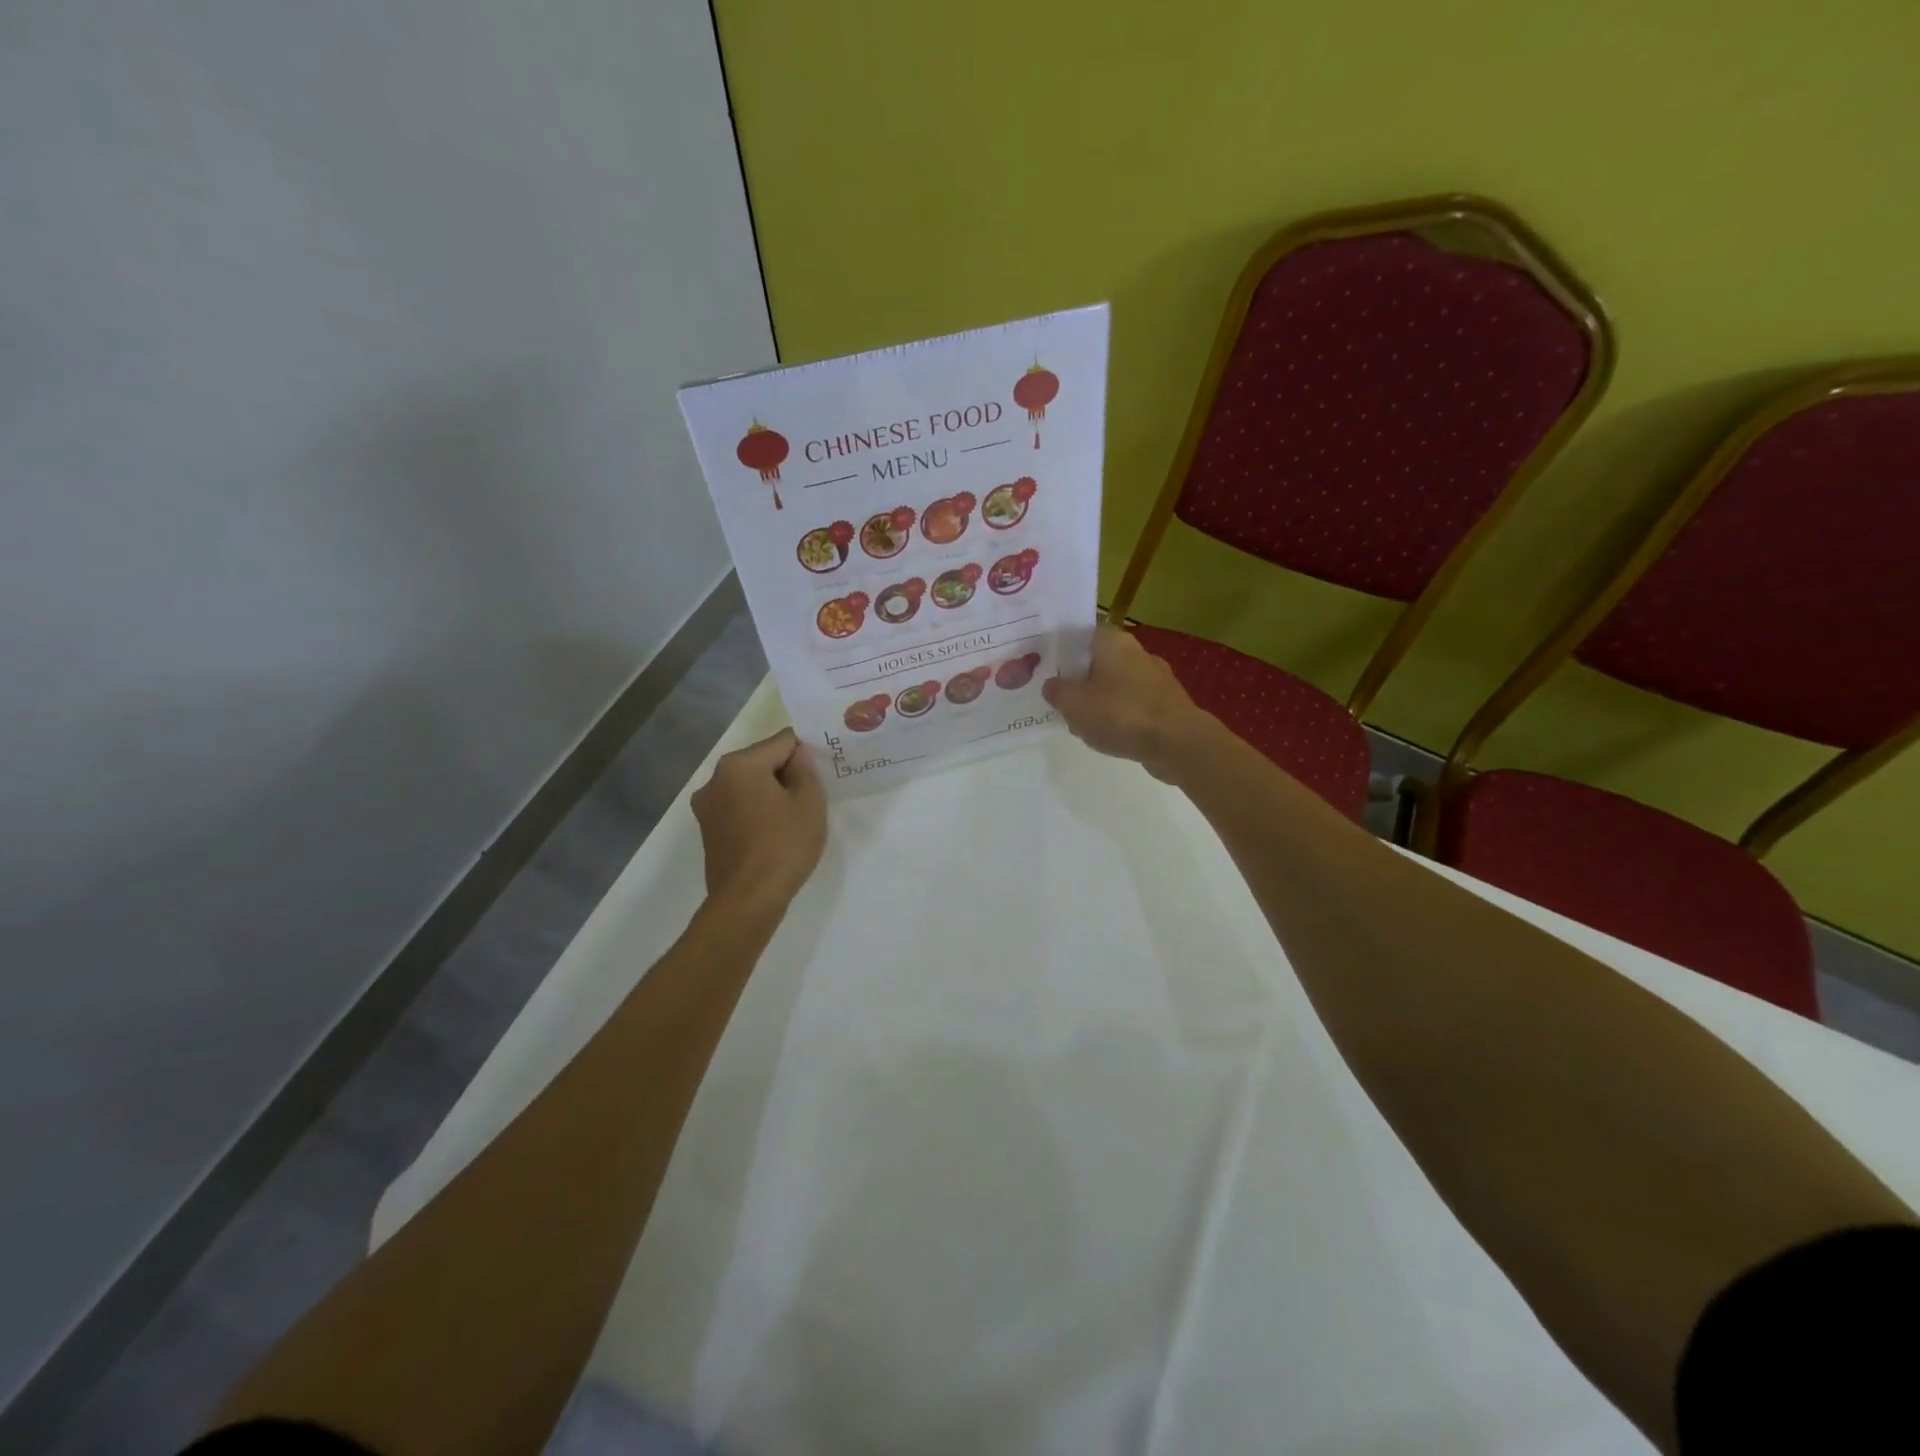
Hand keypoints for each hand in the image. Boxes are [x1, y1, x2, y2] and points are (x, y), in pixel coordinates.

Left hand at [691, 729, 826, 908]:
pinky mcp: (707, 830)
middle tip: (812, 798)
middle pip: (762, 762)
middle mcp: (716, 778)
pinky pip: (738, 808)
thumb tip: (797, 756)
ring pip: (749, 786)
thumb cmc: (784, 846)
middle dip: (786, 774)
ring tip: (793, 819)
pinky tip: (773, 834)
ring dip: (770, 794)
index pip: (783, 741)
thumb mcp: (810, 803)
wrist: (748, 900)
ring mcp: (707, 806)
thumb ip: (805, 769)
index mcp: (740, 764)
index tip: (821, 774)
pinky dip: (756, 812)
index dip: (806, 754)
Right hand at [1042, 625, 1213, 780]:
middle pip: (1097, 661)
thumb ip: (1056, 691)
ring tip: (1082, 726)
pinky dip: (1120, 717)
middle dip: (1079, 681)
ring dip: (1098, 702)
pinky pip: (1133, 704)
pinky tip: (1109, 737)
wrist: (1177, 743)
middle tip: (1060, 702)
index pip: (1080, 634)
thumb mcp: (1073, 703)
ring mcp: (1155, 677)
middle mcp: (1136, 652)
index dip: (1062, 650)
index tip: (1046, 669)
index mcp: (1112, 641)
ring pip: (1115, 685)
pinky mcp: (1166, 702)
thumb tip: (1052, 685)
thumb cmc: (1120, 713)